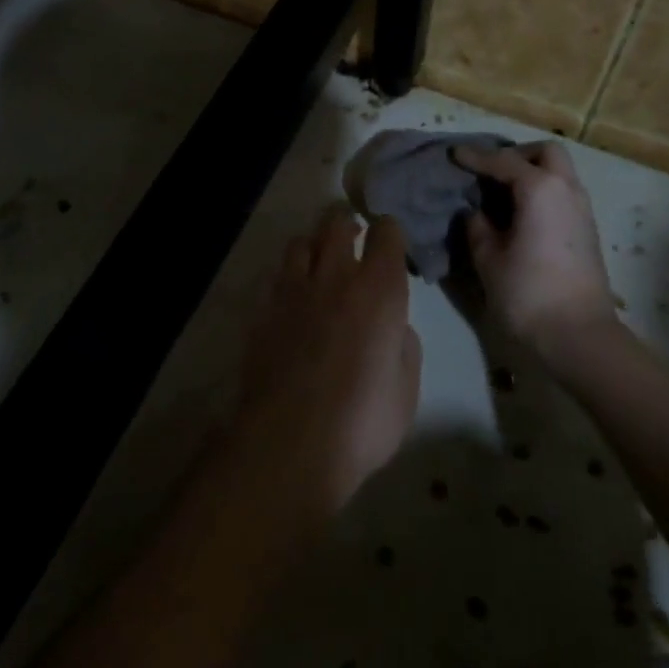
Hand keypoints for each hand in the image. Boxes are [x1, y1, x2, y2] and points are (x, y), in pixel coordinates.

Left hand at [231, 204, 421, 517]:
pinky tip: (294, 301)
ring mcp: (293, 291)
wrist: (290, 444)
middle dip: (348, 225)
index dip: (389, 232)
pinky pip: (277, 277)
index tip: (391, 244)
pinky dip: (289, 278)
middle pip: (337, 223)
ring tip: (320, 266)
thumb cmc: (362, 422)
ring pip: (300, 242)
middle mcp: (335, 277)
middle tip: (354, 243)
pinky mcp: (263, 311)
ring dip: (314, 246)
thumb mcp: (406, 389)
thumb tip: (394, 326)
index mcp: (379, 290)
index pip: (386, 233)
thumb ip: (403, 345)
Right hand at [452, 141, 616, 369]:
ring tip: (501, 193)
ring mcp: (582, 210)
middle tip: (489, 171)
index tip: (454, 154)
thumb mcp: (488, 258)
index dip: (476, 157)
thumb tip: (476, 213)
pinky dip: (542, 192)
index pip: (503, 161)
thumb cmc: (528, 293)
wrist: (579, 336)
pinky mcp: (587, 231)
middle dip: (517, 155)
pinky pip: (563, 194)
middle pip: (546, 153)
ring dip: (532, 173)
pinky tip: (519, 214)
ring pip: (559, 172)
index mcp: (540, 189)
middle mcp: (567, 190)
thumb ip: (478, 227)